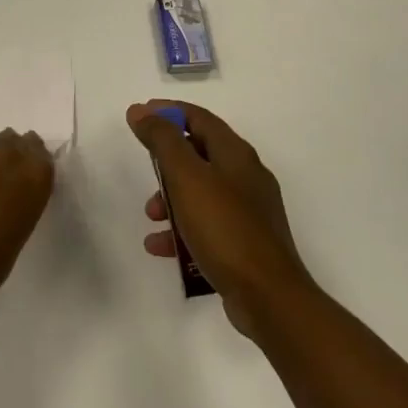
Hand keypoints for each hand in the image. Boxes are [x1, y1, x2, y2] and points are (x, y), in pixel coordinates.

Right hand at [129, 100, 316, 336]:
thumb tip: (141, 110)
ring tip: (151, 216)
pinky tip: (160, 246)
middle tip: (144, 168)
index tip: (139, 115)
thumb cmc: (224, 228)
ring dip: (170, 197)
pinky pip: (206, 223)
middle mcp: (245, 176)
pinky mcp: (245, 242)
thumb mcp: (187, 177)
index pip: (198, 117)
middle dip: (167, 160)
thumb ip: (162, 141)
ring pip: (200, 190)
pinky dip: (182, 228)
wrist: (269, 297)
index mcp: (235, 154)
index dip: (167, 111)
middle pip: (199, 153)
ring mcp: (248, 210)